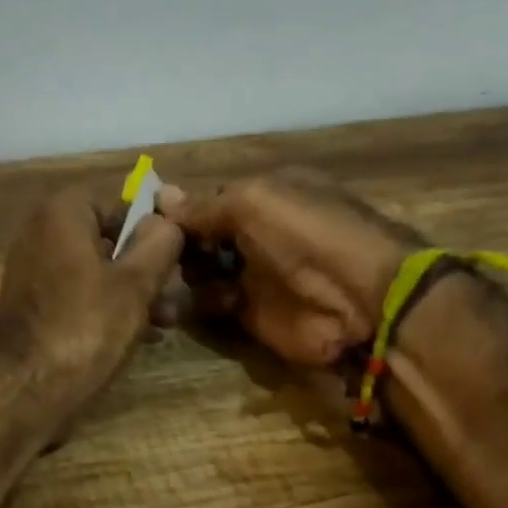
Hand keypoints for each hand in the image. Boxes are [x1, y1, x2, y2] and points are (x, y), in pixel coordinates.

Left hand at [0, 185, 184, 410]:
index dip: (156, 228)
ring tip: (166, 323)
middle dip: (148, 269)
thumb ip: (160, 243)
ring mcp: (35, 274)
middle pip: (111, 241)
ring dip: (135, 294)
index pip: (122, 204)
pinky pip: (81, 297)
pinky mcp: (35, 309)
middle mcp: (42, 235)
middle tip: (178, 297)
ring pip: (99, 273)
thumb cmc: (85, 327)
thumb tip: (168, 221)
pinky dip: (109, 310)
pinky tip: (141, 335)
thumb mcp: (136, 283)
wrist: (22, 390)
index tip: (182, 257)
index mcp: (62, 214)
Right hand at [159, 168, 426, 367]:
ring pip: (202, 271)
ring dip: (186, 274)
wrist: (356, 298)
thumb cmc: (306, 234)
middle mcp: (259, 232)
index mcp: (267, 195)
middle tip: (159, 254)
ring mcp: (255, 273)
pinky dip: (200, 303)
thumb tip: (160, 197)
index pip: (212, 199)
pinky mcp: (251, 312)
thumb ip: (204, 206)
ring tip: (175, 278)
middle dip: (181, 244)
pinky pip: (212, 303)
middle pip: (203, 237)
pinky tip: (200, 301)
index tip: (151, 221)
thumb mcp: (253, 203)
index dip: (184, 210)